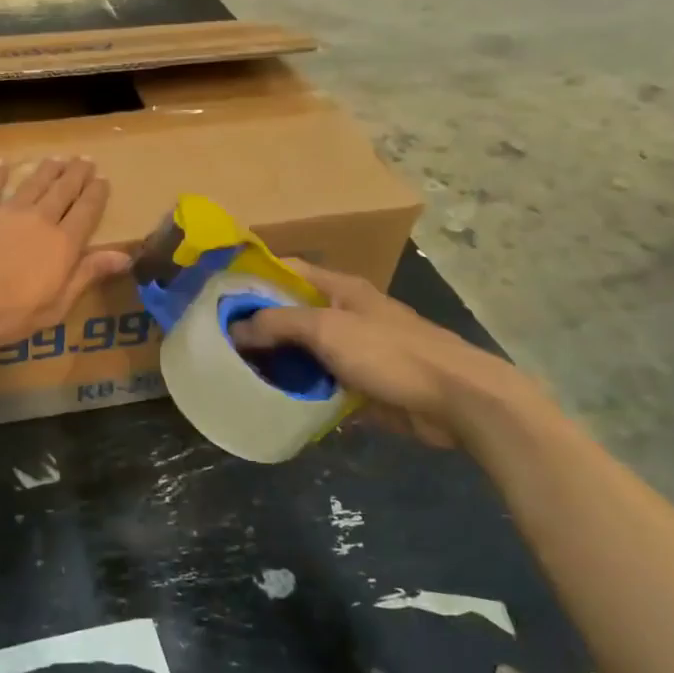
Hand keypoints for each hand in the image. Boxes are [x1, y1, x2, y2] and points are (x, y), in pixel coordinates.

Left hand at [0, 157, 131, 348]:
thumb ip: (87, 275)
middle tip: (85, 159)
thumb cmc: (9, 313)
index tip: (103, 179)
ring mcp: (5, 212)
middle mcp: (39, 220)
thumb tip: (123, 256)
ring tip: (57, 158)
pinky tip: (1, 163)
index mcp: (63, 244)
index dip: (96, 194)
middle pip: (63, 191)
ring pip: (33, 184)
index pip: (86, 212)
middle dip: (76, 174)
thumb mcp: (56, 305)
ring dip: (47, 170)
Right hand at [230, 260, 531, 449]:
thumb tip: (235, 329)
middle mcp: (344, 314)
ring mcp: (354, 351)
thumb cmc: (390, 353)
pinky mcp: (362, 385)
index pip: (285, 271)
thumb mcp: (327, 330)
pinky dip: (300, 390)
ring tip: (236, 374)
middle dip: (257, 327)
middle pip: (291, 314)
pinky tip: (272, 401)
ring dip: (277, 362)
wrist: (457, 401)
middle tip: (217, 343)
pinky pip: (320, 384)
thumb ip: (277, 324)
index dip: (251, 278)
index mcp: (338, 289)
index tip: (216, 296)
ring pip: (304, 352)